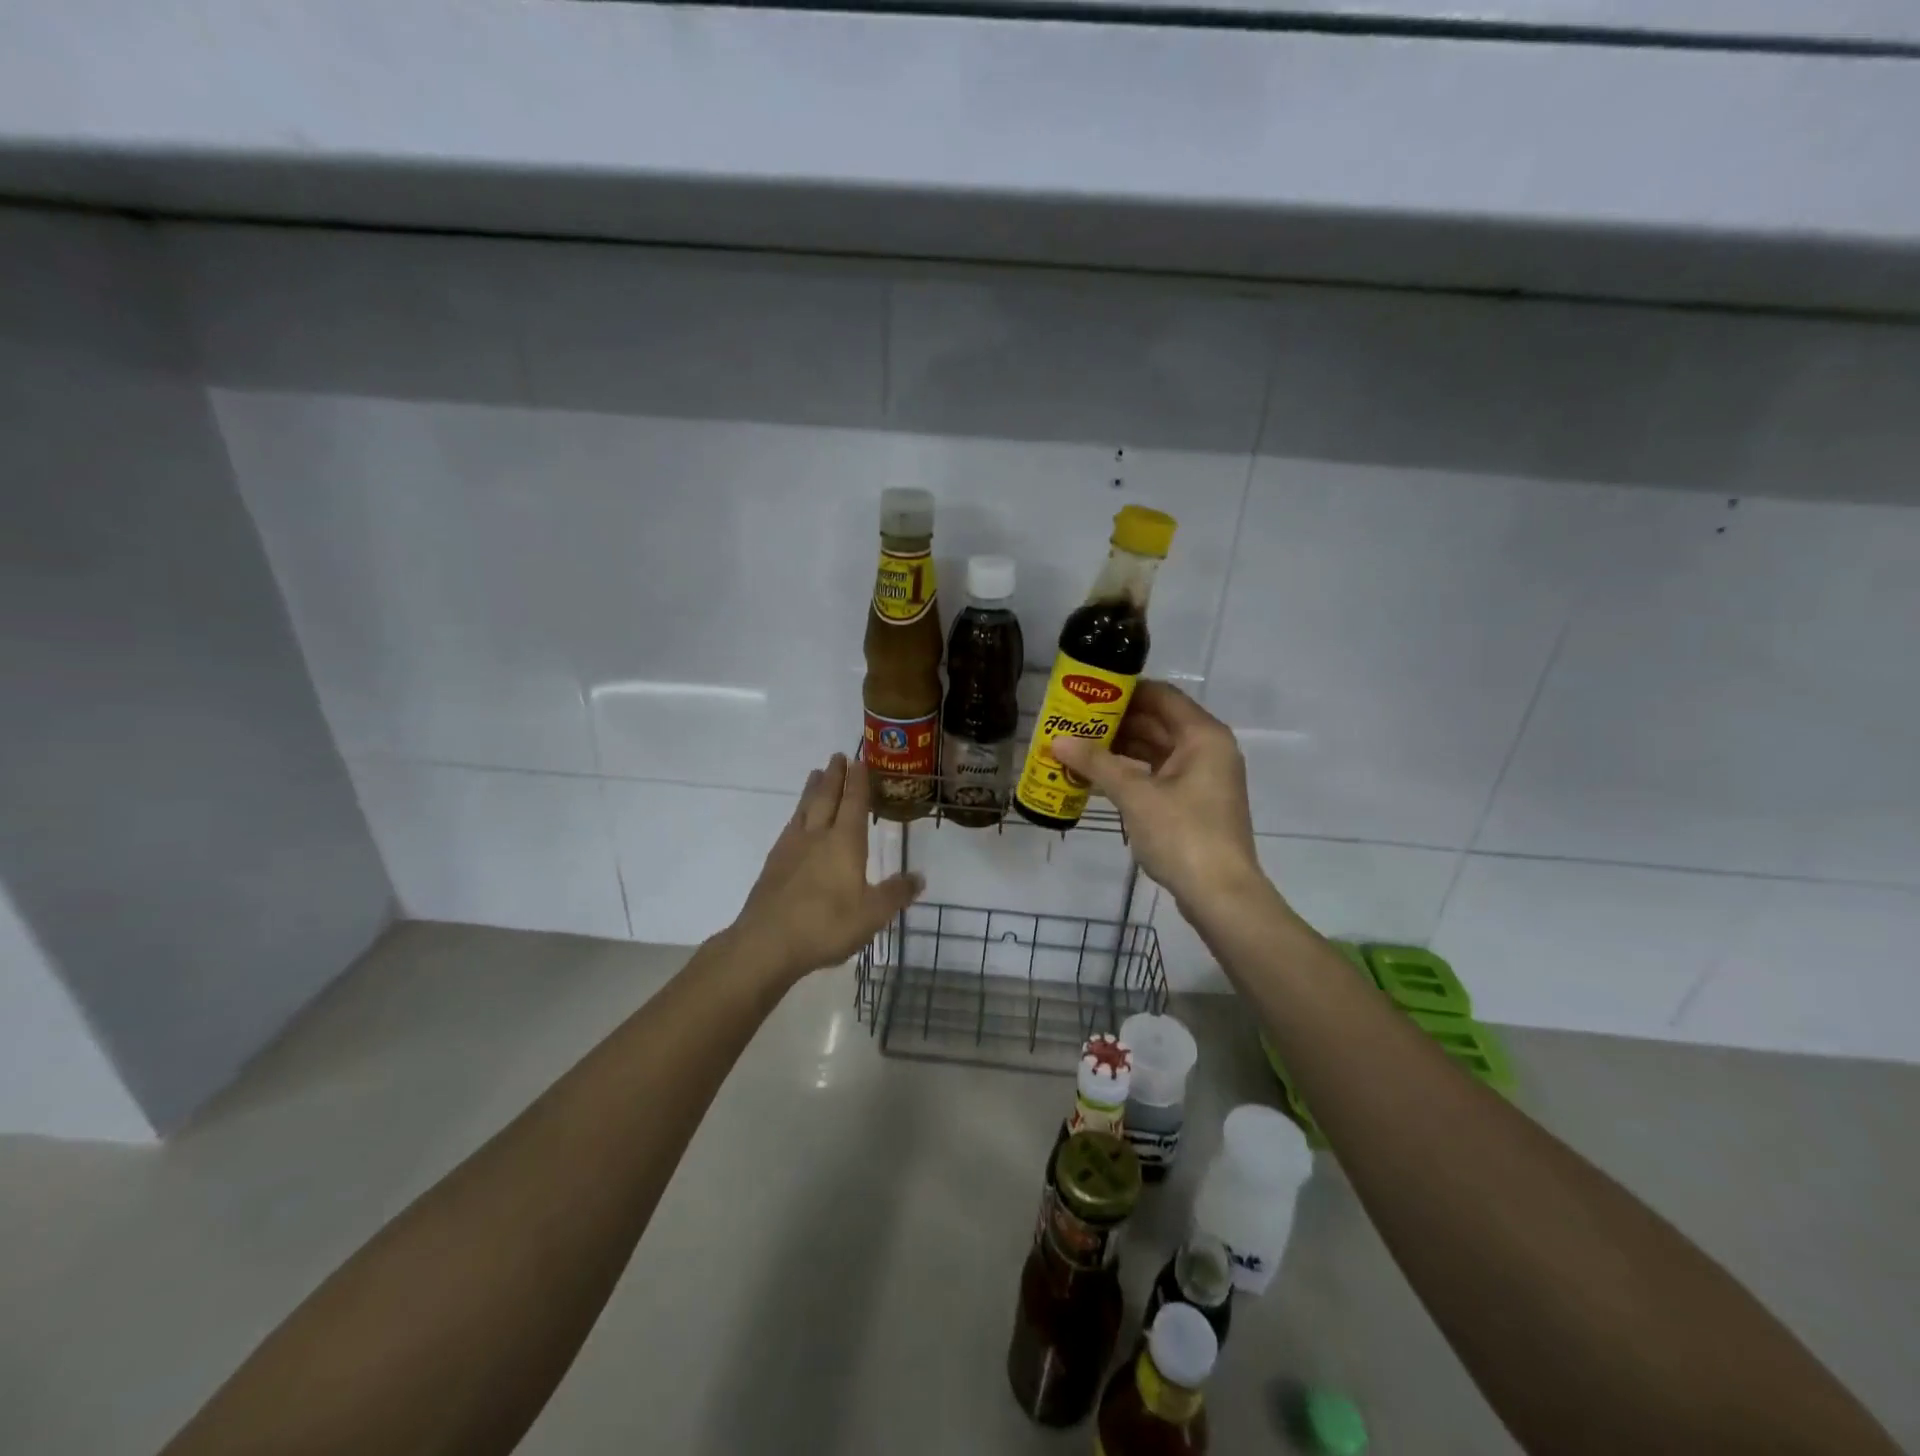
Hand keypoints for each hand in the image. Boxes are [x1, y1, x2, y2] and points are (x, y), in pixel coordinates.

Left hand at [727, 752, 923, 984]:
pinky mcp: (773, 864)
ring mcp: (791, 848)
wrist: (767, 943)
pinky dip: (797, 815)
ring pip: (804, 809)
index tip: (860, 760)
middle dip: (834, 776)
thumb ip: (896, 894)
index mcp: (844, 843)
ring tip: (816, 774)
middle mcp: (817, 836)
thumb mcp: (872, 915)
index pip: (853, 803)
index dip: (858, 781)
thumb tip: (919, 877)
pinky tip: (796, 821)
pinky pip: (789, 828)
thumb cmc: (826, 925)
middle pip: (826, 798)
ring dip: (812, 789)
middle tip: (838, 756)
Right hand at [1051, 682, 1266, 915]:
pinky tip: (1098, 777)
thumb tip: (1056, 740)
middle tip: (1074, 721)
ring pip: (1156, 750)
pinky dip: (1131, 773)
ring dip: (1120, 748)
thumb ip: (1096, 764)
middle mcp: (1207, 749)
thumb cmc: (1183, 835)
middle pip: (1158, 722)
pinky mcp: (1195, 802)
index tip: (1086, 692)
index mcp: (1203, 736)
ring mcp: (1203, 777)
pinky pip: (1159, 774)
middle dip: (1116, 722)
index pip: (1160, 695)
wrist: (1221, 895)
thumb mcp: (1135, 796)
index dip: (1123, 690)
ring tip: (1078, 747)